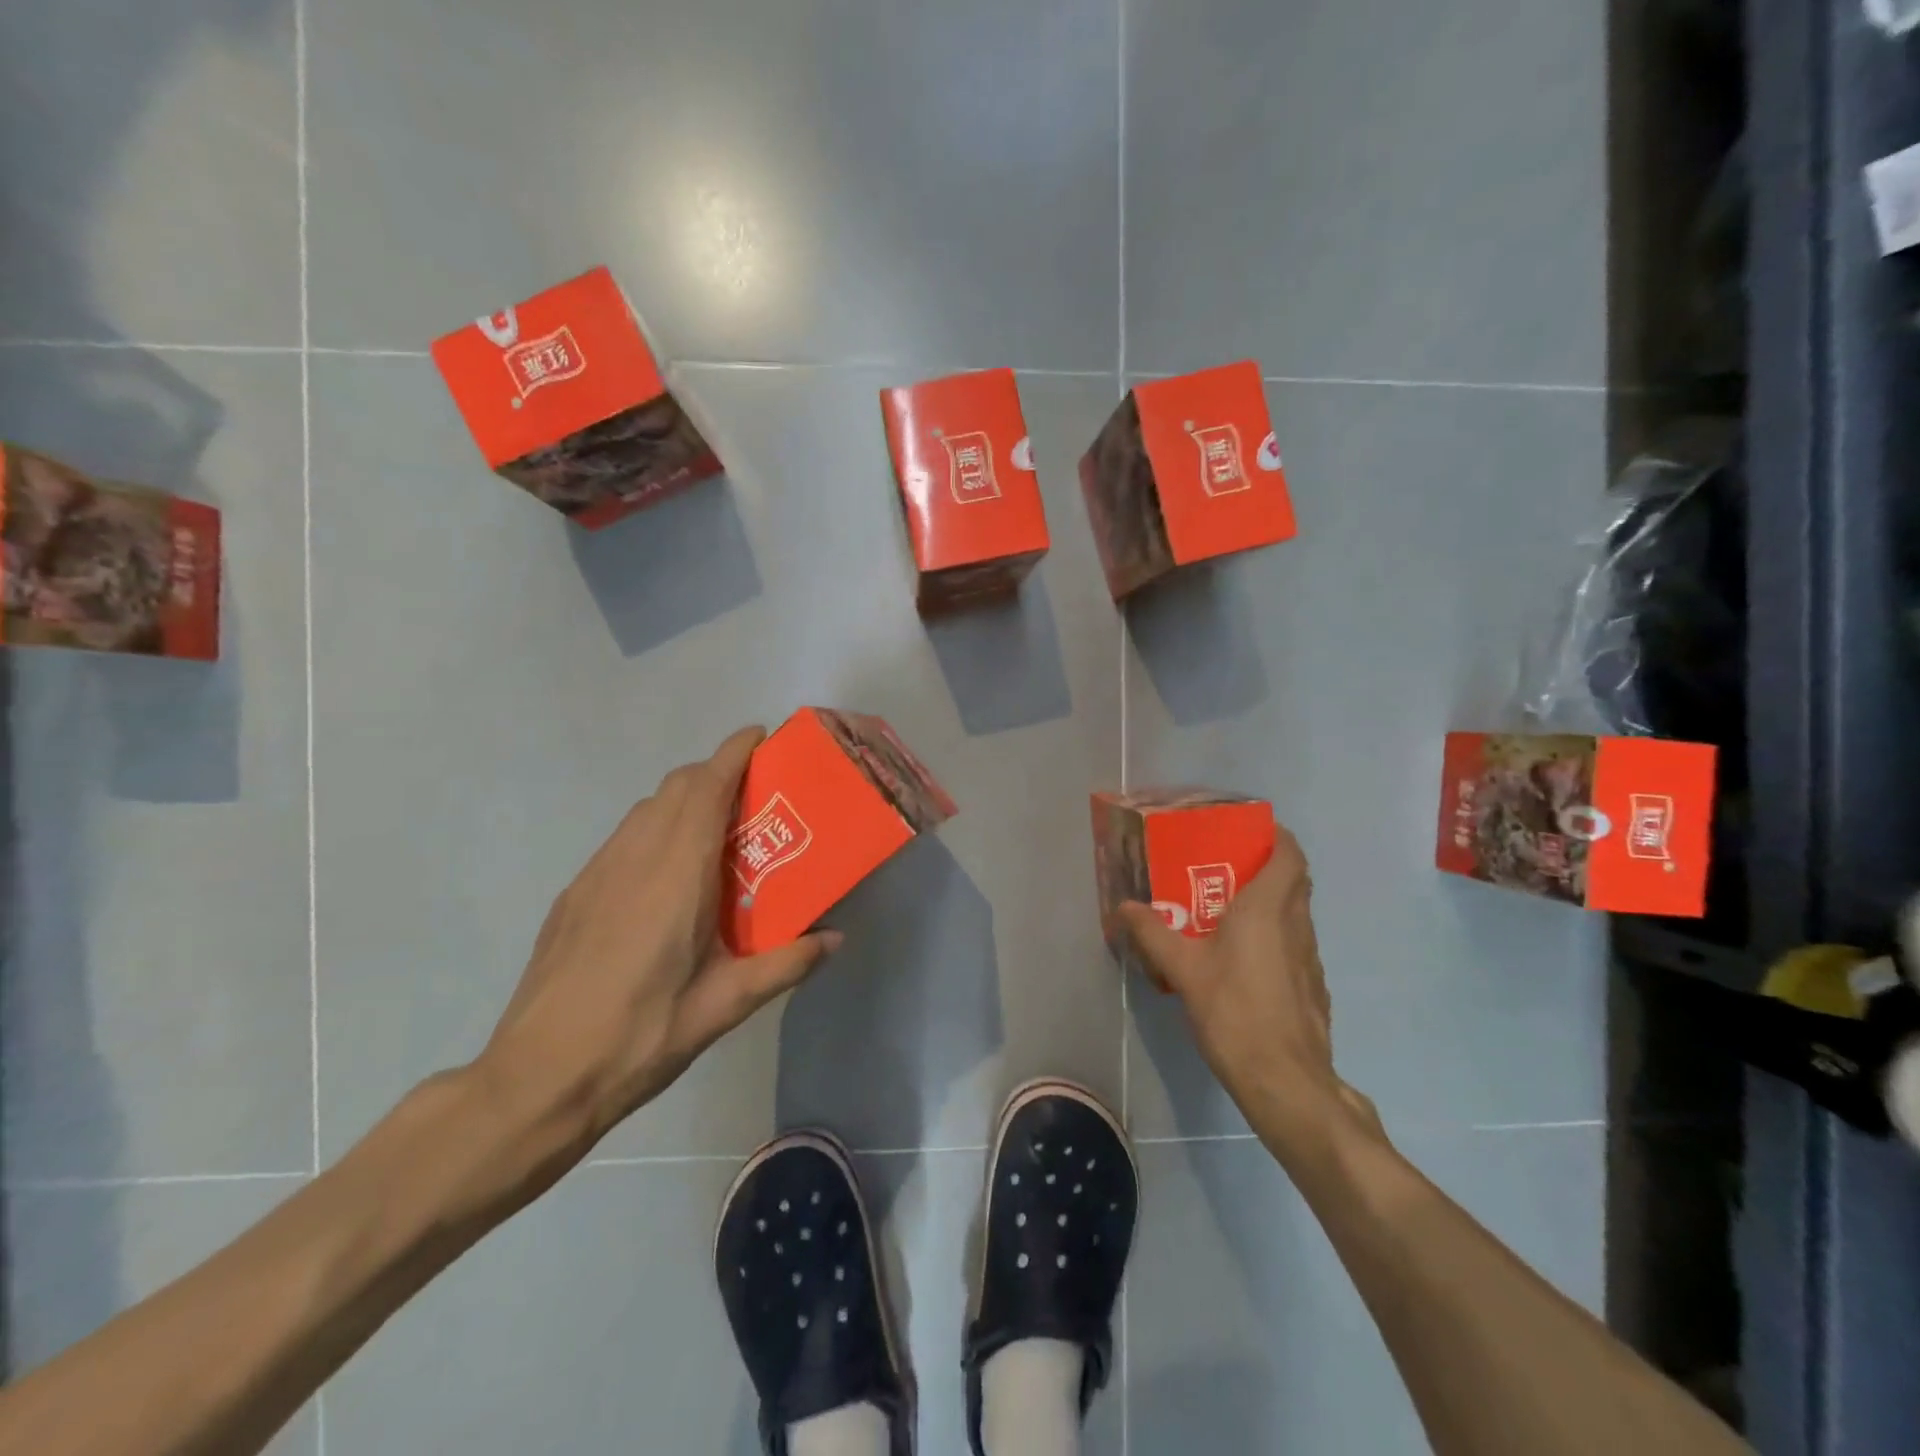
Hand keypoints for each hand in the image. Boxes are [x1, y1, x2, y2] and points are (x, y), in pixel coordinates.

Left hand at [474, 726, 839, 1174]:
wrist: (535, 1080)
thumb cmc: (639, 1039)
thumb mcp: (723, 1006)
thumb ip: (785, 964)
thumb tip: (836, 939)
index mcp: (676, 877)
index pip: (704, 790)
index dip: (732, 753)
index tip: (760, 737)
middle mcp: (633, 860)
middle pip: (675, 787)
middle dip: (715, 772)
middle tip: (754, 795)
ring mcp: (596, 874)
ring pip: (646, 809)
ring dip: (684, 799)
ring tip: (718, 834)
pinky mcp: (574, 894)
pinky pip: (624, 837)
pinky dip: (655, 828)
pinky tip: (669, 877)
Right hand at [1115, 825, 1382, 1163]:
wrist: (1284, 1080)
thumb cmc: (1234, 1010)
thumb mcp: (1182, 968)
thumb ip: (1151, 932)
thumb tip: (1121, 907)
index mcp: (1268, 908)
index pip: (1290, 854)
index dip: (1276, 836)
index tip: (1249, 832)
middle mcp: (1297, 925)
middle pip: (1294, 881)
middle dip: (1265, 867)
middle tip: (1224, 869)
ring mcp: (1310, 958)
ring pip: (1296, 914)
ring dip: (1270, 904)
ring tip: (1227, 913)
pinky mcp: (1312, 987)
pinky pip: (1295, 945)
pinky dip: (1274, 937)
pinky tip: (1244, 961)